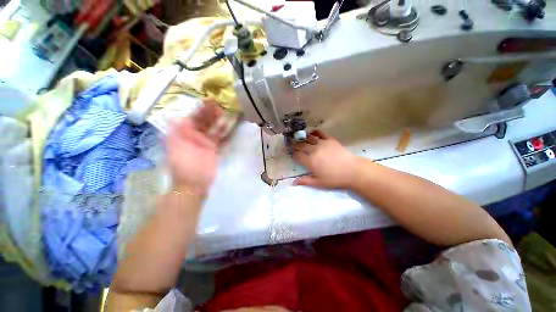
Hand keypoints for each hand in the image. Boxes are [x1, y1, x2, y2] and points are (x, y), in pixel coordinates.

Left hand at [166, 101, 220, 194]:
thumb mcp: (174, 148)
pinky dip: (223, 130)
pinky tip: (228, 124)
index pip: (190, 118)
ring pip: (211, 127)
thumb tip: (175, 116)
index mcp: (181, 134)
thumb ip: (175, 132)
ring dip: (217, 120)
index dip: (198, 109)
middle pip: (202, 121)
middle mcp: (193, 135)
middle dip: (209, 112)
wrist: (194, 183)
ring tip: (224, 111)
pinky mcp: (213, 148)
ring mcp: (204, 141)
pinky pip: (219, 136)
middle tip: (218, 104)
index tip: (207, 101)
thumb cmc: (184, 166)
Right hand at [293, 130, 360, 188]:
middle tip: (296, 146)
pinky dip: (315, 132)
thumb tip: (292, 183)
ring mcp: (322, 143)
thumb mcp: (318, 183)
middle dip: (296, 145)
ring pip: (309, 138)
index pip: (297, 155)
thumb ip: (305, 181)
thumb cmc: (334, 179)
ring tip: (302, 139)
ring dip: (304, 138)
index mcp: (310, 161)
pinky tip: (312, 133)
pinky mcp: (330, 140)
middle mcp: (314, 150)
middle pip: (301, 145)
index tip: (294, 154)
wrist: (352, 171)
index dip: (294, 154)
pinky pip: (320, 133)